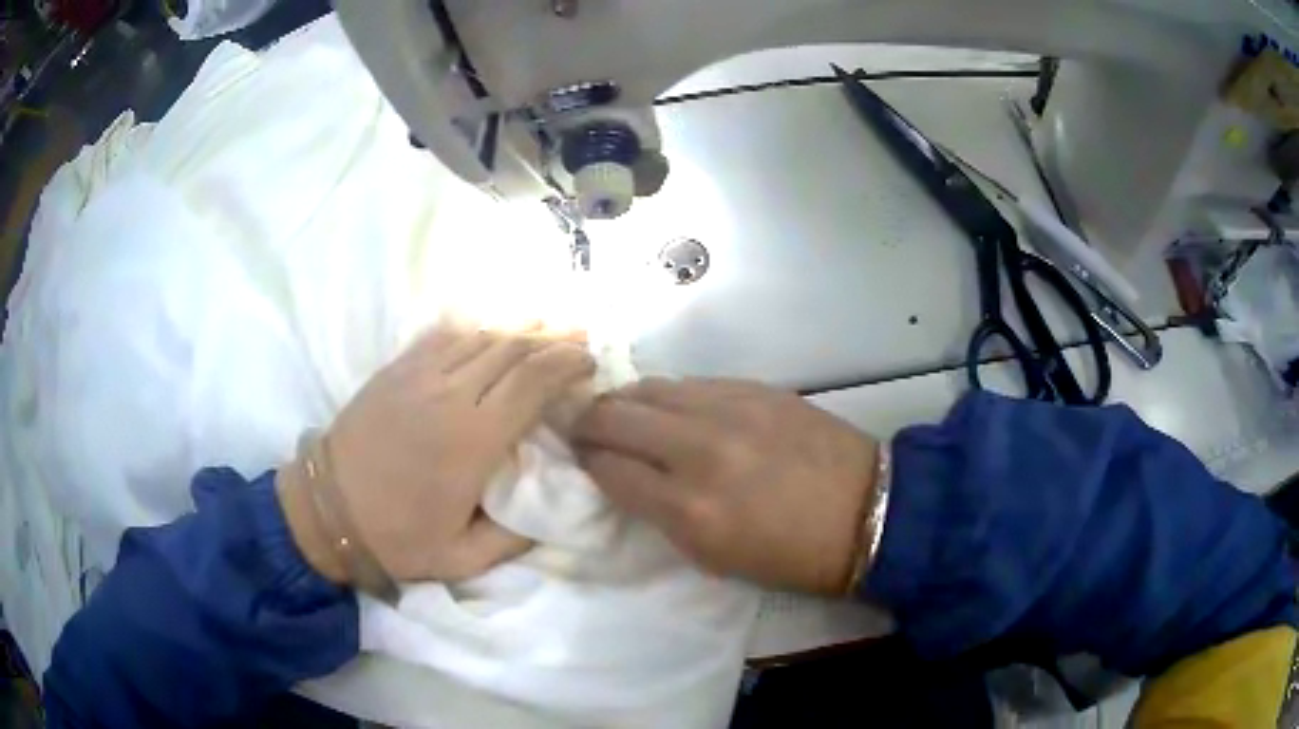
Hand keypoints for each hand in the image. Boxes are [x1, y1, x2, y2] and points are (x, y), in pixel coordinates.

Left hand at [279, 327, 595, 583]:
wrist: (326, 511)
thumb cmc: (396, 538)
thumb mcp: (465, 559)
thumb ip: (516, 535)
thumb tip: (551, 505)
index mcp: (472, 440)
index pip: (532, 381)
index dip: (567, 364)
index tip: (590, 364)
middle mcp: (449, 394)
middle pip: (512, 348)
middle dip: (553, 339)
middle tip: (581, 340)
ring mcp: (418, 374)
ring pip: (481, 335)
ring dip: (519, 329)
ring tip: (546, 329)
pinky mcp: (396, 369)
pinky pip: (444, 335)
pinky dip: (476, 329)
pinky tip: (490, 330)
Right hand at [574, 378, 878, 594]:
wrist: (866, 511)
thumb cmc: (792, 555)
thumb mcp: (715, 557)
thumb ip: (664, 516)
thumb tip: (630, 479)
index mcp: (689, 509)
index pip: (610, 469)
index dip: (586, 461)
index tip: (579, 458)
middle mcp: (700, 451)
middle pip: (617, 417)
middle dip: (588, 421)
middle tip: (582, 427)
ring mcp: (730, 411)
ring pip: (651, 388)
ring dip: (625, 400)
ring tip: (619, 410)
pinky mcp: (756, 389)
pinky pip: (693, 382)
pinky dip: (669, 394)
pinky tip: (670, 405)